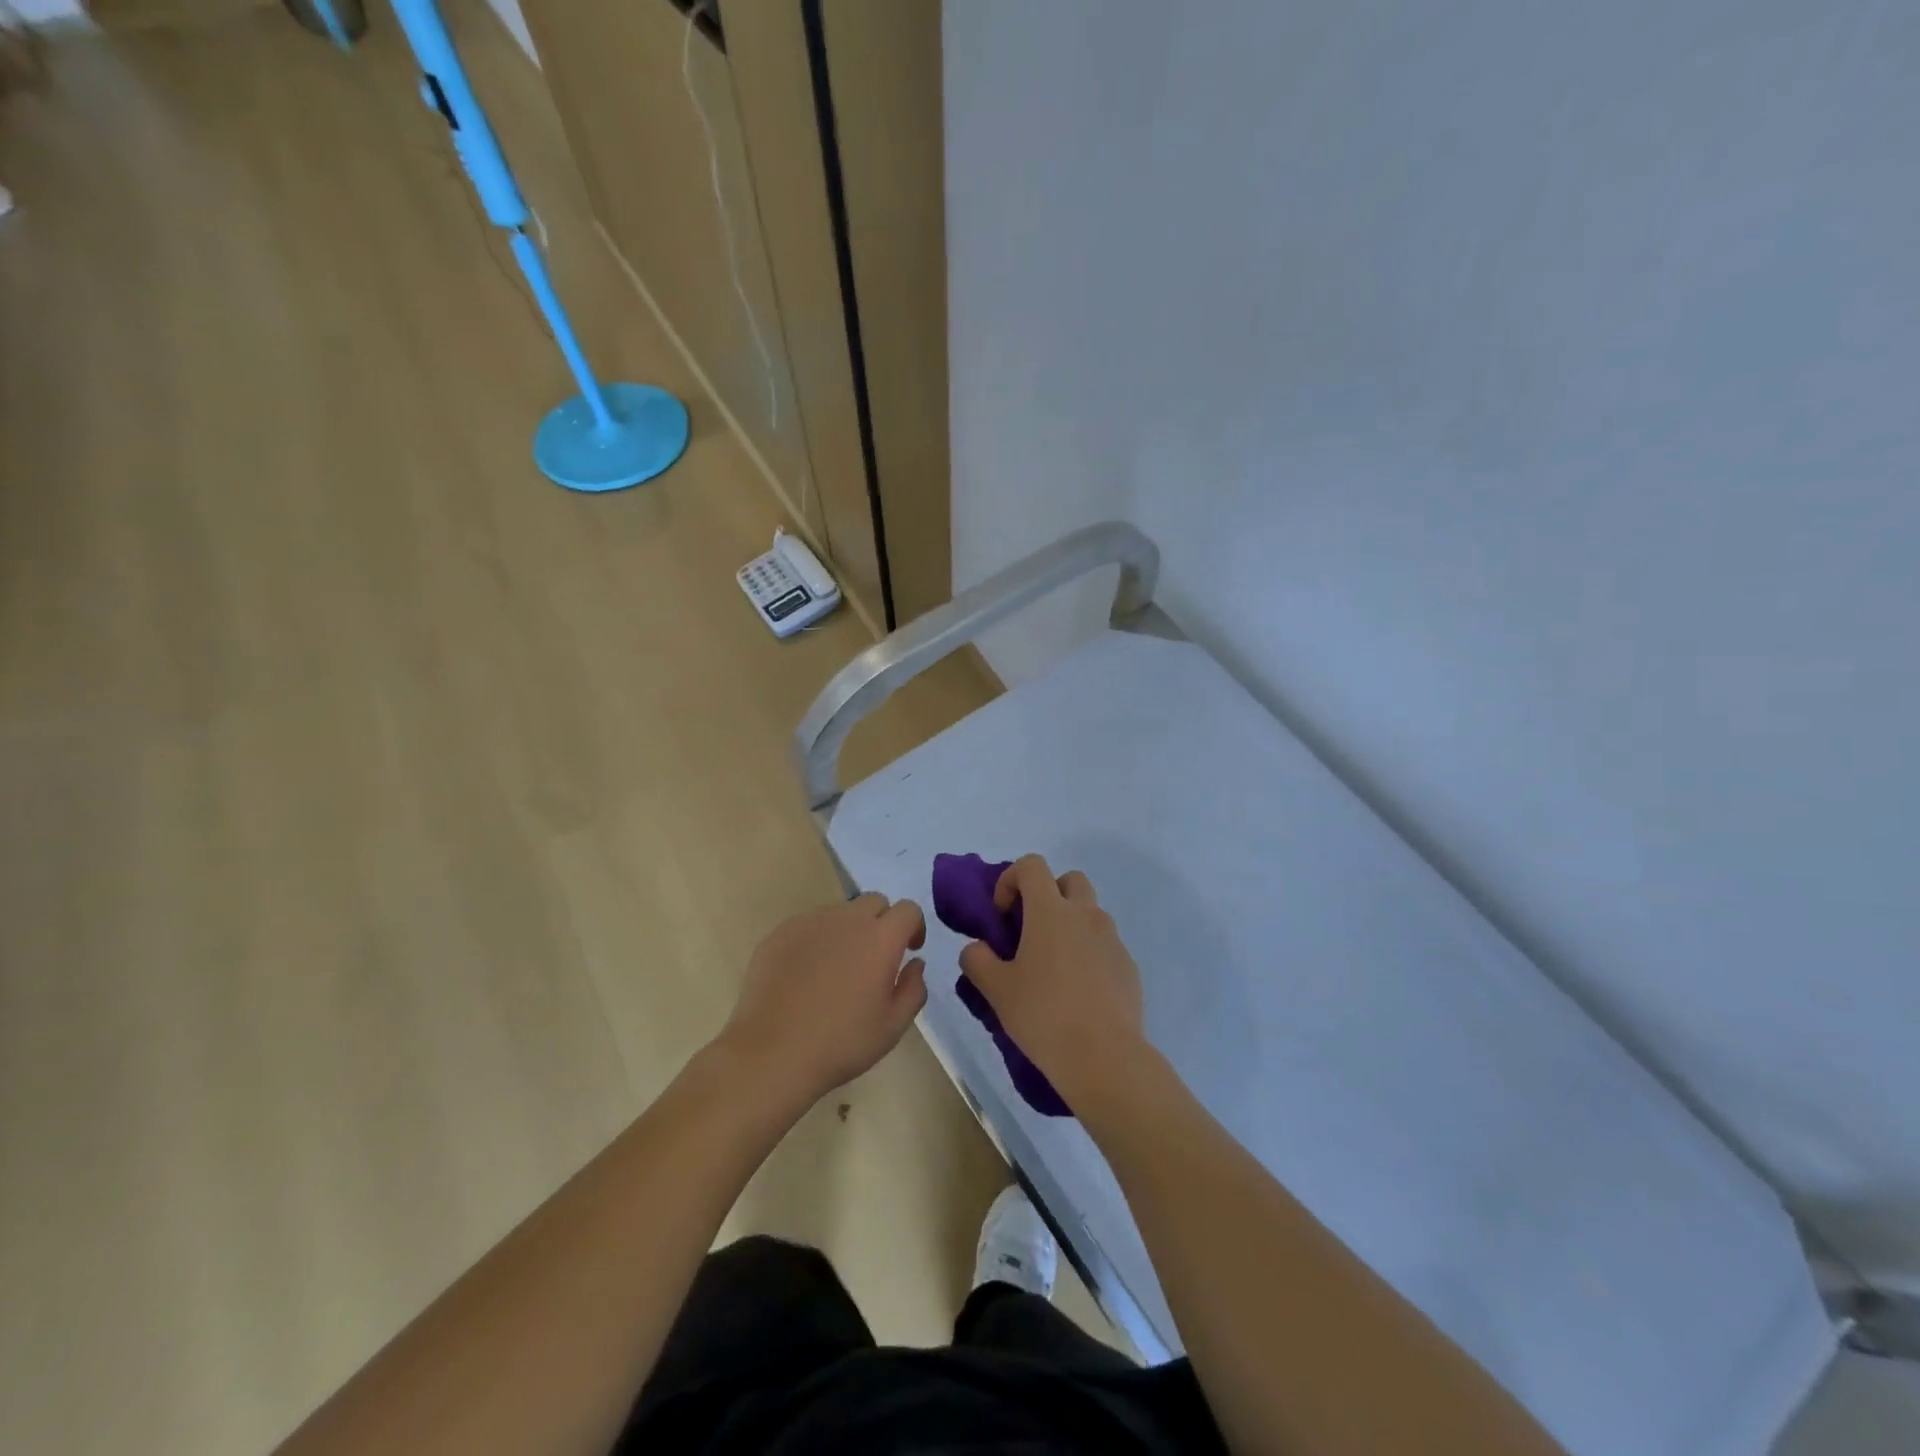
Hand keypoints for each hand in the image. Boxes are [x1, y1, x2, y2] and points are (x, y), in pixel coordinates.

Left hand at [719, 894, 928, 1108]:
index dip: (914, 926)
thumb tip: (915, 963)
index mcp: (880, 938)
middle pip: (874, 902)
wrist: (772, 1054)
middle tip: (874, 958)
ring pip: (840, 913)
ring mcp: (810, 922)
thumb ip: (913, 988)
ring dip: (848, 931)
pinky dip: (817, 940)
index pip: (908, 909)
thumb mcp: (893, 1026)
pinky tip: (806, 976)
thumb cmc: (841, 1043)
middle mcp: (847, 919)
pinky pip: (809, 925)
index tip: (909, 950)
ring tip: (836, 970)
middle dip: (882, 922)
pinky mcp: (780, 932)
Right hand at [959, 855, 1146, 1104]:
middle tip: (1031, 931)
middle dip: (1048, 894)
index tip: (1002, 915)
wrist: (1104, 1057)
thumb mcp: (996, 989)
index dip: (1011, 879)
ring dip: (1070, 925)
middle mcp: (1085, 914)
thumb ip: (977, 960)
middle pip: (1069, 880)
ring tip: (1053, 966)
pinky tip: (1078, 992)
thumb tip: (977, 949)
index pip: (1032, 865)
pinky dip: (1089, 953)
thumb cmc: (1043, 1014)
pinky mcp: (1128, 966)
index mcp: (1050, 911)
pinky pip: (1105, 945)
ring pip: (1090, 912)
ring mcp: (1112, 939)